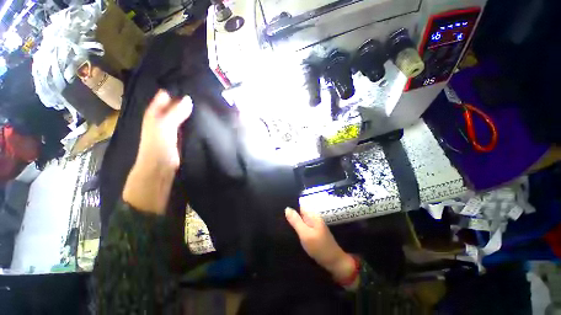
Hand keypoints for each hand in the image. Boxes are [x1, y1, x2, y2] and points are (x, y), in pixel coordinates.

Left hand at [122, 90, 192, 213]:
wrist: (160, 169)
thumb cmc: (158, 147)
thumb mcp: (164, 127)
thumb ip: (175, 113)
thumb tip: (189, 99)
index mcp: (155, 112)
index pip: (165, 96)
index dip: (175, 89)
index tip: (191, 82)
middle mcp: (163, 117)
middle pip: (175, 104)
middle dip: (186, 98)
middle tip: (202, 92)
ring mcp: (173, 127)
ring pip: (183, 114)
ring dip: (192, 110)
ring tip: (206, 103)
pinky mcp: (182, 136)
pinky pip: (188, 124)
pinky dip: (194, 120)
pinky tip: (204, 118)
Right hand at [285, 207, 355, 282]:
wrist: (334, 262)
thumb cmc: (319, 247)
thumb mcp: (305, 234)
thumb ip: (296, 221)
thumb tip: (287, 208)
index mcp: (312, 215)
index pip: (301, 203)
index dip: (291, 202)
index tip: (280, 204)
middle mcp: (313, 218)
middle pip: (300, 211)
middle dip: (291, 211)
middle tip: (278, 213)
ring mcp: (313, 225)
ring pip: (301, 218)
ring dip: (293, 219)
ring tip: (280, 219)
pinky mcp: (313, 232)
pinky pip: (303, 225)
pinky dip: (296, 225)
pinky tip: (289, 228)